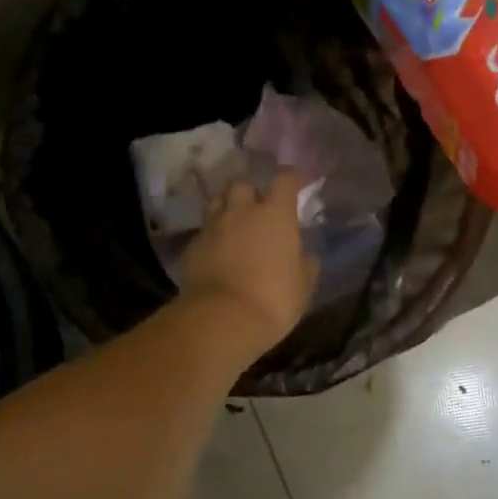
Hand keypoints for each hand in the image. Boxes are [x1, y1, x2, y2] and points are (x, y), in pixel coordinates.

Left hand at [179, 170, 318, 358]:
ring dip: (227, 208)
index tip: (298, 182)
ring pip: (217, 203)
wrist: (221, 320)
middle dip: (251, 191)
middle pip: (242, 184)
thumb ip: (305, 264)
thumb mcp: (302, 286)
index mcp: (275, 214)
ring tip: (234, 223)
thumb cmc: (273, 299)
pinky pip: (204, 231)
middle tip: (258, 206)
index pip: (284, 180)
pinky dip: (212, 236)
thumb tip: (305, 255)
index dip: (292, 178)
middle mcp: (241, 211)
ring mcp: (212, 227)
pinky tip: (217, 251)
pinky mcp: (192, 247)